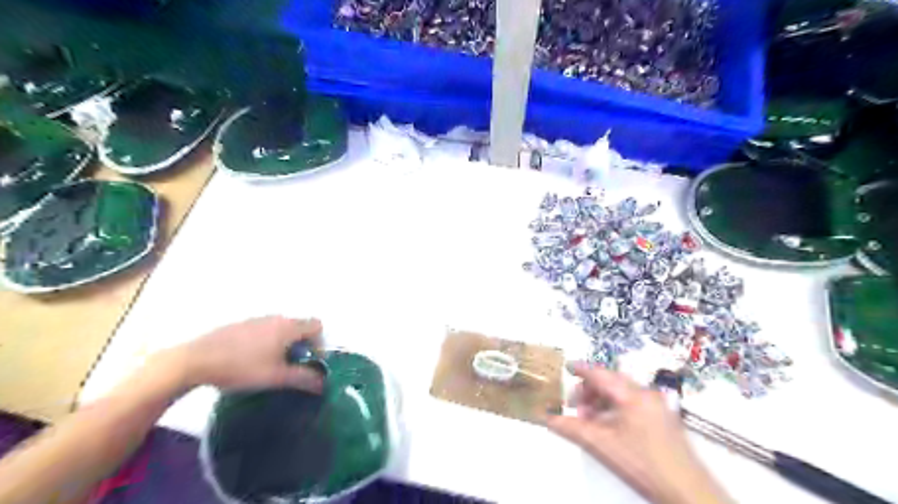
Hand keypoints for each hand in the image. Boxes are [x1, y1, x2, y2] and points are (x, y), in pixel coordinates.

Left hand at [166, 314, 324, 392]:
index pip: (317, 326)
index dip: (320, 343)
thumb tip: (324, 383)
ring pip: (281, 328)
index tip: (310, 361)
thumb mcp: (276, 378)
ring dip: (284, 344)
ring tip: (270, 365)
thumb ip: (303, 379)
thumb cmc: (242, 367)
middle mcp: (276, 318)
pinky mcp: (240, 324)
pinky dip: (267, 342)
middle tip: (291, 367)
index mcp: (288, 327)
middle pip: (300, 326)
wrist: (194, 360)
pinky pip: (264, 330)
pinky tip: (250, 360)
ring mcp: (257, 319)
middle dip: (302, 345)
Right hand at [547, 363, 727, 503]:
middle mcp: (647, 393)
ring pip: (622, 393)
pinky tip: (608, 426)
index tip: (566, 366)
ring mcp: (658, 405)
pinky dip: (616, 408)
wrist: (688, 491)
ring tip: (590, 419)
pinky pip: (633, 403)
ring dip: (602, 401)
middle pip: (611, 381)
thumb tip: (547, 417)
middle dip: (590, 390)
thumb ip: (572, 428)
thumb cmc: (642, 463)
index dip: (581, 369)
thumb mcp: (602, 445)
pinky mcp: (664, 418)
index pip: (600, 374)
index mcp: (632, 395)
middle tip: (575, 406)